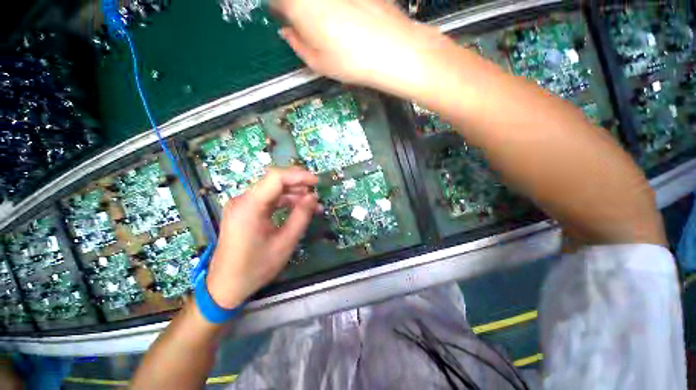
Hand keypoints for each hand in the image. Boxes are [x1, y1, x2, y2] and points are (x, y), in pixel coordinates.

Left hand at [206, 167, 319, 308]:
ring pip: (273, 190)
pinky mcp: (245, 211)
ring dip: (294, 194)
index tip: (317, 182)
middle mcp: (243, 200)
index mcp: (249, 206)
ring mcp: (242, 205)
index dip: (299, 176)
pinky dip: (285, 202)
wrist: (226, 286)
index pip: (276, 178)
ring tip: (312, 204)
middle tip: (317, 193)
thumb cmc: (255, 267)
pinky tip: (298, 208)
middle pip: (274, 181)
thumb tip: (313, 197)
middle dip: (299, 184)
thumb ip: (301, 216)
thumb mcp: (285, 243)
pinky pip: (268, 199)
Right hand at [272, 0, 446, 96]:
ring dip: (318, 8)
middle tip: (306, 23)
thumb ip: (297, 45)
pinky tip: (346, 18)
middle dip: (298, 8)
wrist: (391, 50)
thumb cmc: (353, 60)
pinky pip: (338, 1)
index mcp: (299, 5)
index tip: (283, 18)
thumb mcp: (318, 63)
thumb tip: (288, 34)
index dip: (279, 10)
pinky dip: (336, 7)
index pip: (276, 1)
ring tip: (329, 24)